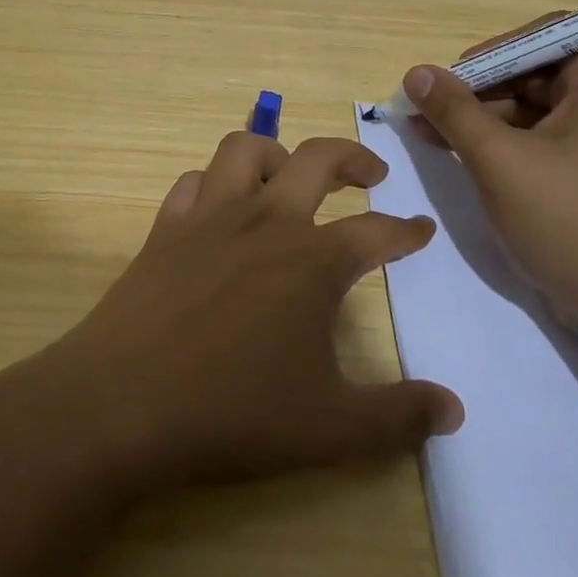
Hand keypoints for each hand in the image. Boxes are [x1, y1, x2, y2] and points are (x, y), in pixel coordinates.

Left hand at [15, 132, 462, 496]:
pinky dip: (214, 184)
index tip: (421, 229)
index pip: (376, 231)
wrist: (121, 404)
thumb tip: (455, 410)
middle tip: (372, 175)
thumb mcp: (331, 427)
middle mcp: (265, 221)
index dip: (406, 230)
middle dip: (353, 158)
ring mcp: (209, 218)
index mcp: (313, 260)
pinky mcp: (164, 229)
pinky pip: (193, 183)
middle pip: (317, 159)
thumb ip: (399, 416)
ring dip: (277, 151)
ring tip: (290, 172)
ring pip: (246, 149)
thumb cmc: (232, 411)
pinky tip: (219, 207)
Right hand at [402, 31, 577, 342]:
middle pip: (536, 72)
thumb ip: (455, 112)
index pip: (551, 34)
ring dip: (482, 118)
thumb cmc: (568, 222)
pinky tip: (457, 155)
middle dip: (480, 88)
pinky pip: (539, 141)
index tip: (458, 75)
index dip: (498, 48)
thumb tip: (416, 73)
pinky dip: (500, 144)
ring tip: (428, 133)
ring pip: (533, 109)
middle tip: (431, 108)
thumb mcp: (499, 161)